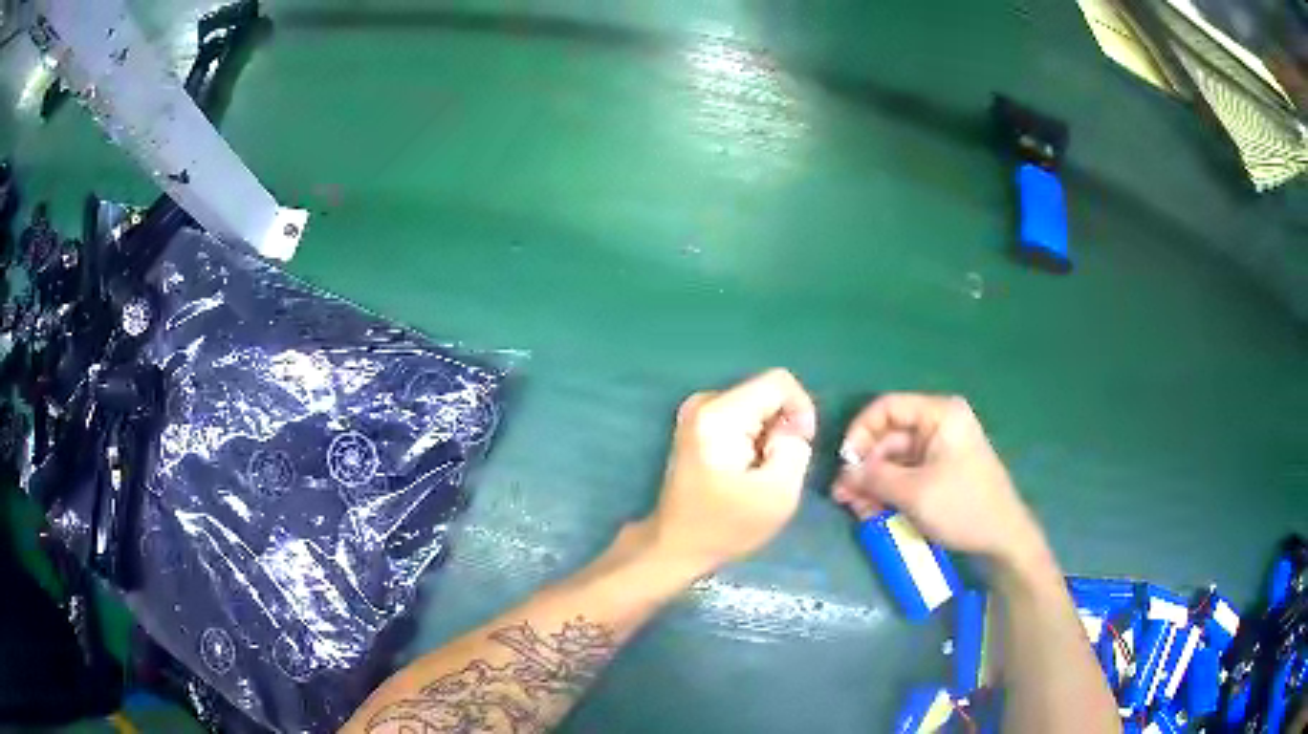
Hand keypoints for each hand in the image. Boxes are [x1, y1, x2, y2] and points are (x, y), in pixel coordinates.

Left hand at [645, 369, 816, 573]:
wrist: (677, 544)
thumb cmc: (726, 525)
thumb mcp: (779, 493)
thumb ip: (795, 448)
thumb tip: (792, 425)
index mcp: (720, 415)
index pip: (779, 382)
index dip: (801, 410)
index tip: (800, 446)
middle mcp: (704, 402)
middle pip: (766, 393)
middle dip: (782, 426)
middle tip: (776, 469)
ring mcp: (697, 411)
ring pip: (757, 405)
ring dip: (768, 435)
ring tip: (758, 473)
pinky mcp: (697, 424)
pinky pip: (743, 416)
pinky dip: (753, 439)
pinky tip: (744, 469)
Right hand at [831, 394, 1042, 565]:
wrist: (1002, 537)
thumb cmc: (962, 506)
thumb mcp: (915, 493)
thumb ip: (875, 479)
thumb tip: (843, 474)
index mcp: (939, 414)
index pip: (887, 408)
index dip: (861, 431)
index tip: (845, 462)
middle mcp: (939, 425)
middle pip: (889, 437)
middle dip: (865, 466)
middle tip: (842, 495)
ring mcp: (940, 450)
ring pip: (894, 460)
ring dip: (873, 483)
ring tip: (855, 508)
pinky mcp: (940, 472)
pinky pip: (906, 475)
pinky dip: (889, 491)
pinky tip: (873, 511)